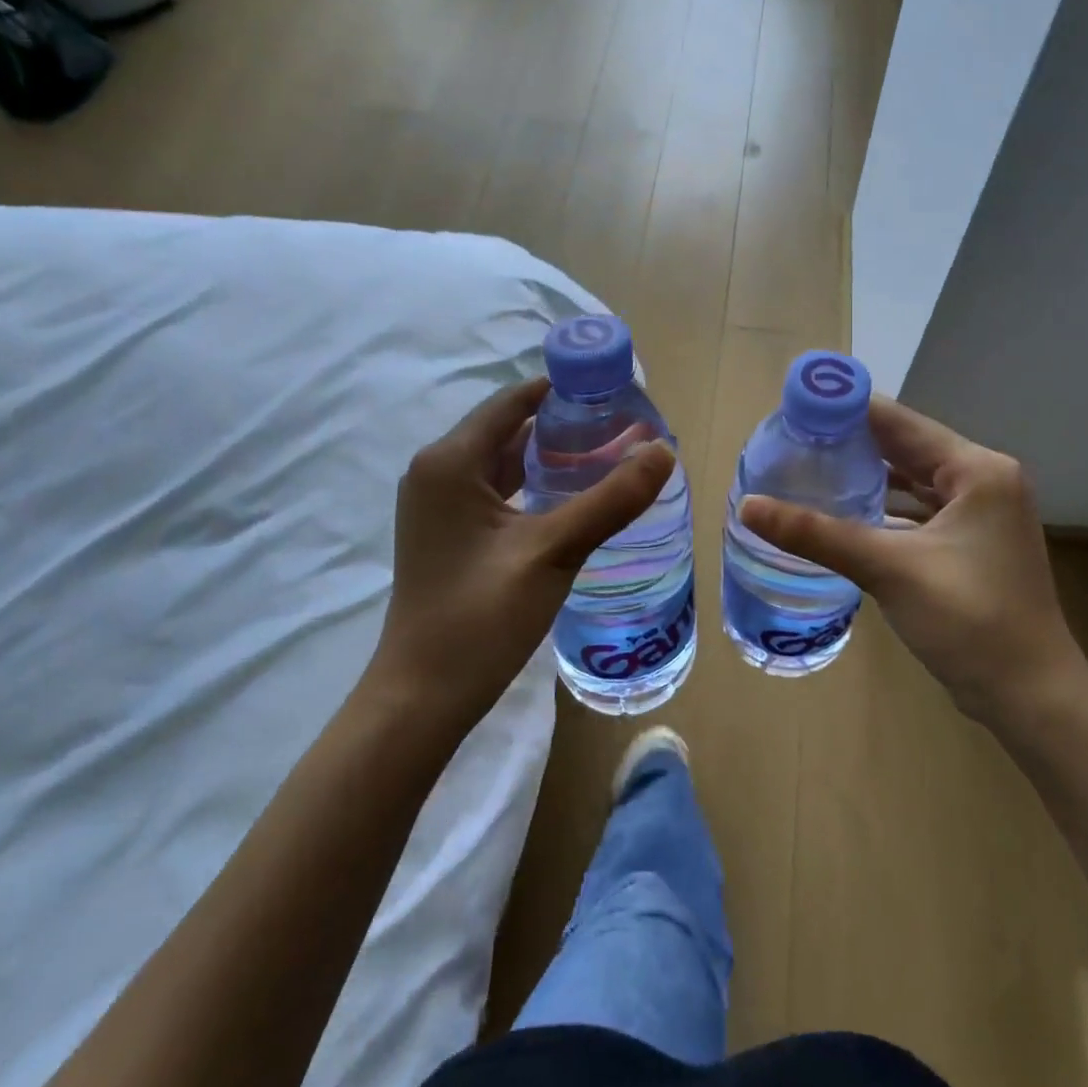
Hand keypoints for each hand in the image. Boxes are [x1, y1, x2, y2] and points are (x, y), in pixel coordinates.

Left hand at [374, 376, 674, 724]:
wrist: (424, 696)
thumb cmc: (481, 617)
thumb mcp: (553, 552)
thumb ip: (610, 499)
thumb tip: (663, 450)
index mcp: (450, 461)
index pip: (514, 401)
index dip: (563, 390)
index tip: (614, 390)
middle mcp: (437, 472)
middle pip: (508, 429)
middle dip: (563, 425)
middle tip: (622, 426)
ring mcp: (438, 506)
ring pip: (502, 463)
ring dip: (549, 457)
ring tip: (607, 456)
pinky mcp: (448, 535)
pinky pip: (495, 493)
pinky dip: (532, 487)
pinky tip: (571, 499)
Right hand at [739, 396, 1087, 727]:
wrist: (1030, 697)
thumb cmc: (969, 621)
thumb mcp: (888, 569)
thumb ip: (817, 534)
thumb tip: (748, 506)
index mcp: (977, 470)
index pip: (899, 422)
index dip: (846, 410)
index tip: (794, 408)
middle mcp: (984, 480)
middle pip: (905, 447)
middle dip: (850, 442)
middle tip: (792, 439)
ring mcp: (980, 515)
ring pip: (911, 480)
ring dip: (866, 475)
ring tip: (809, 468)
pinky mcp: (970, 544)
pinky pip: (918, 511)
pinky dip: (883, 508)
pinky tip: (844, 513)